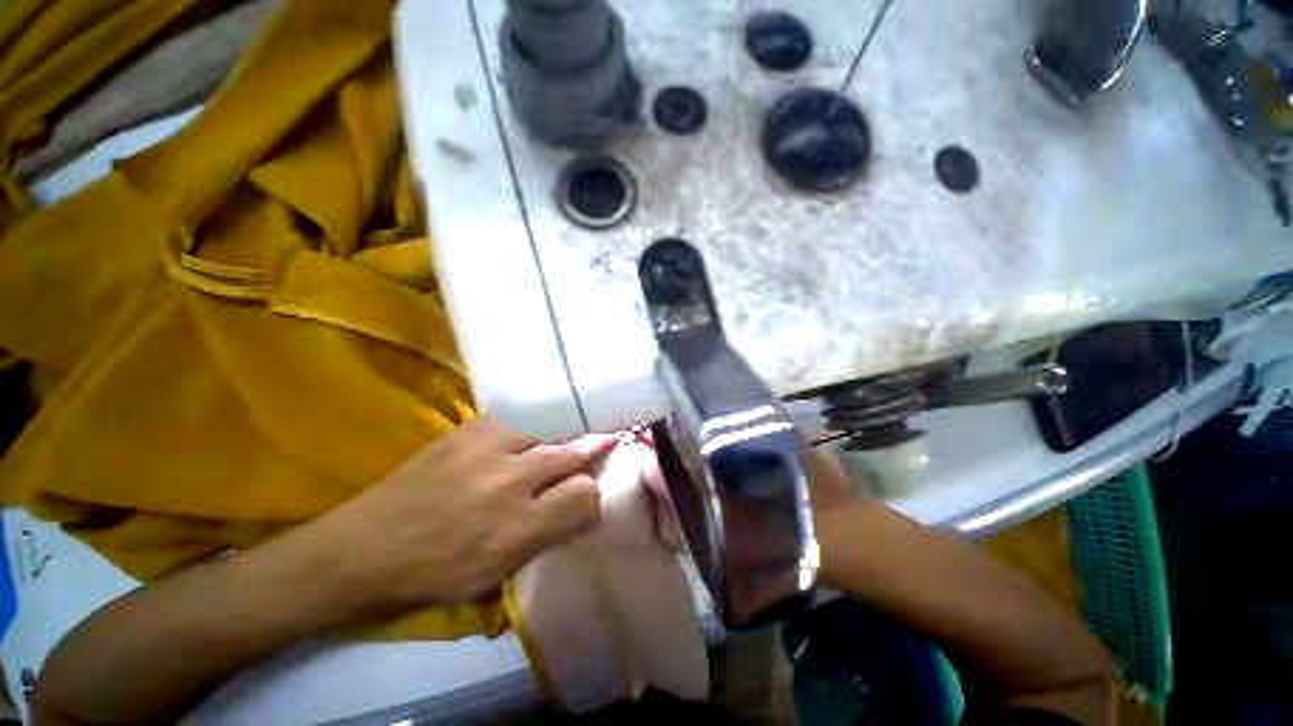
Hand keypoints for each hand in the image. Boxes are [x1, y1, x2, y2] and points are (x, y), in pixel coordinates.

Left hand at [315, 417, 615, 614]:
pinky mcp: (466, 431)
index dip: (593, 496)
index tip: (586, 496)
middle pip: (573, 454)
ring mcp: (485, 450)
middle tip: (591, 453)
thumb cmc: (433, 573)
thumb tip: (580, 504)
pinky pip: (515, 425)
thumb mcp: (496, 575)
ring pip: (547, 435)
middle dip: (586, 457)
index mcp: (516, 530)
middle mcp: (508, 483)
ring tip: (542, 456)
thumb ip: (547, 536)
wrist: (364, 548)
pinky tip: (512, 447)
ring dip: (551, 447)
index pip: (585, 496)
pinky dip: (522, 437)